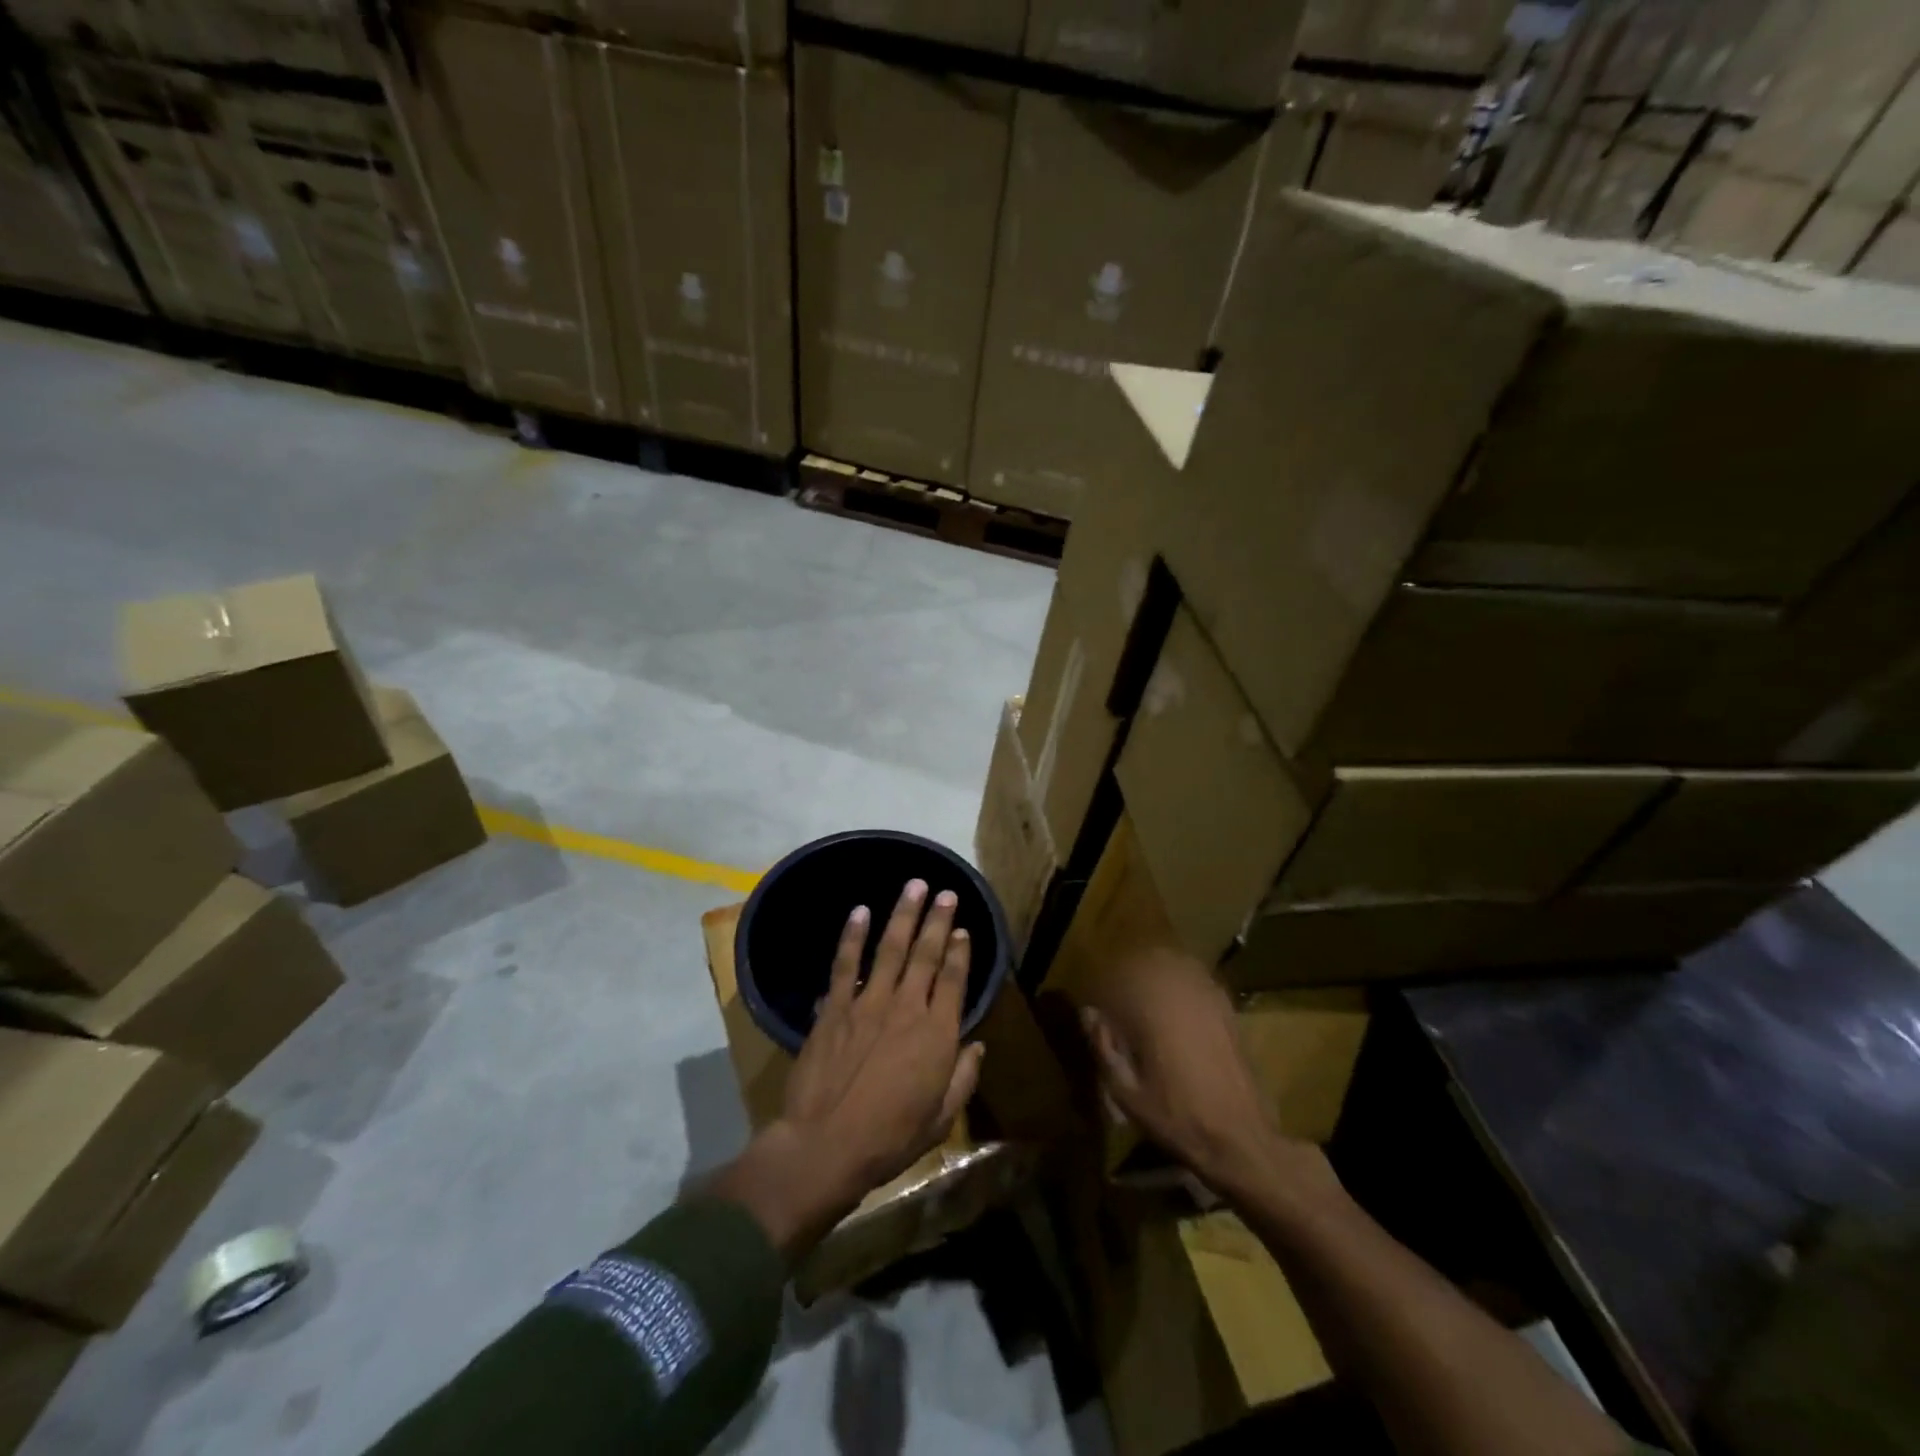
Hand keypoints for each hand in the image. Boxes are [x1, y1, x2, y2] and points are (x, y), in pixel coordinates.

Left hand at [711, 878, 983, 1262]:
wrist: (827, 1145)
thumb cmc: (890, 1138)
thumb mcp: (940, 1119)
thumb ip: (963, 1078)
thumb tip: (977, 1046)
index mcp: (937, 1033)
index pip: (954, 980)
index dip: (961, 952)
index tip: (964, 930)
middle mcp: (907, 1007)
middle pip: (927, 954)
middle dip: (939, 920)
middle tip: (946, 892)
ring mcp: (869, 1002)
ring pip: (891, 948)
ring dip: (904, 914)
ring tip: (915, 886)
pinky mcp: (836, 1007)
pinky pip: (845, 963)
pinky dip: (853, 935)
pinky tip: (860, 910)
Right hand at [1080, 945, 1298, 1193]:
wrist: (1240, 1139)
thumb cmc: (1177, 1117)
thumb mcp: (1126, 1092)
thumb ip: (1104, 1048)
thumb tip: (1088, 1012)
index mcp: (1153, 1010)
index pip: (1120, 977)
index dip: (1106, 986)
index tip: (1099, 1005)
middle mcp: (1182, 994)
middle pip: (1152, 960)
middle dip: (1133, 970)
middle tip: (1122, 995)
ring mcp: (1210, 999)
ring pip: (1179, 964)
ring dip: (1160, 971)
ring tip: (1148, 992)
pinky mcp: (1228, 1011)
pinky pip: (1200, 980)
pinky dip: (1184, 982)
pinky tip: (1178, 1004)